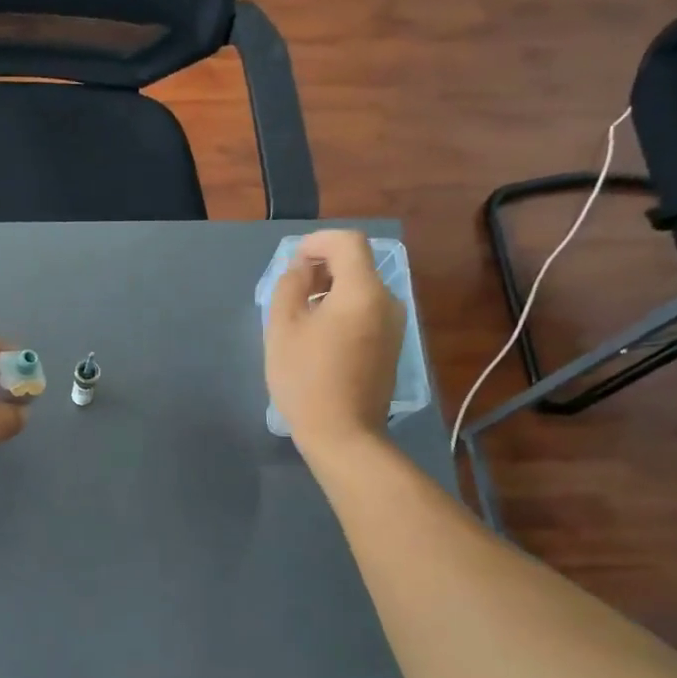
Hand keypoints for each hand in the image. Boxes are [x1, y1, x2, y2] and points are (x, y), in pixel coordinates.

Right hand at [264, 230, 402, 455]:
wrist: (344, 435)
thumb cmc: (306, 379)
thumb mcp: (282, 328)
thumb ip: (290, 286)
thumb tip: (302, 270)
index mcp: (362, 291)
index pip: (348, 242)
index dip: (317, 242)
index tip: (293, 264)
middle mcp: (388, 301)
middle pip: (357, 265)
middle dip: (322, 268)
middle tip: (291, 294)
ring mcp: (394, 325)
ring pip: (361, 290)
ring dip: (331, 292)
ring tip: (302, 320)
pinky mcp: (392, 347)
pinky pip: (367, 313)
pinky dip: (344, 312)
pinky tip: (321, 340)